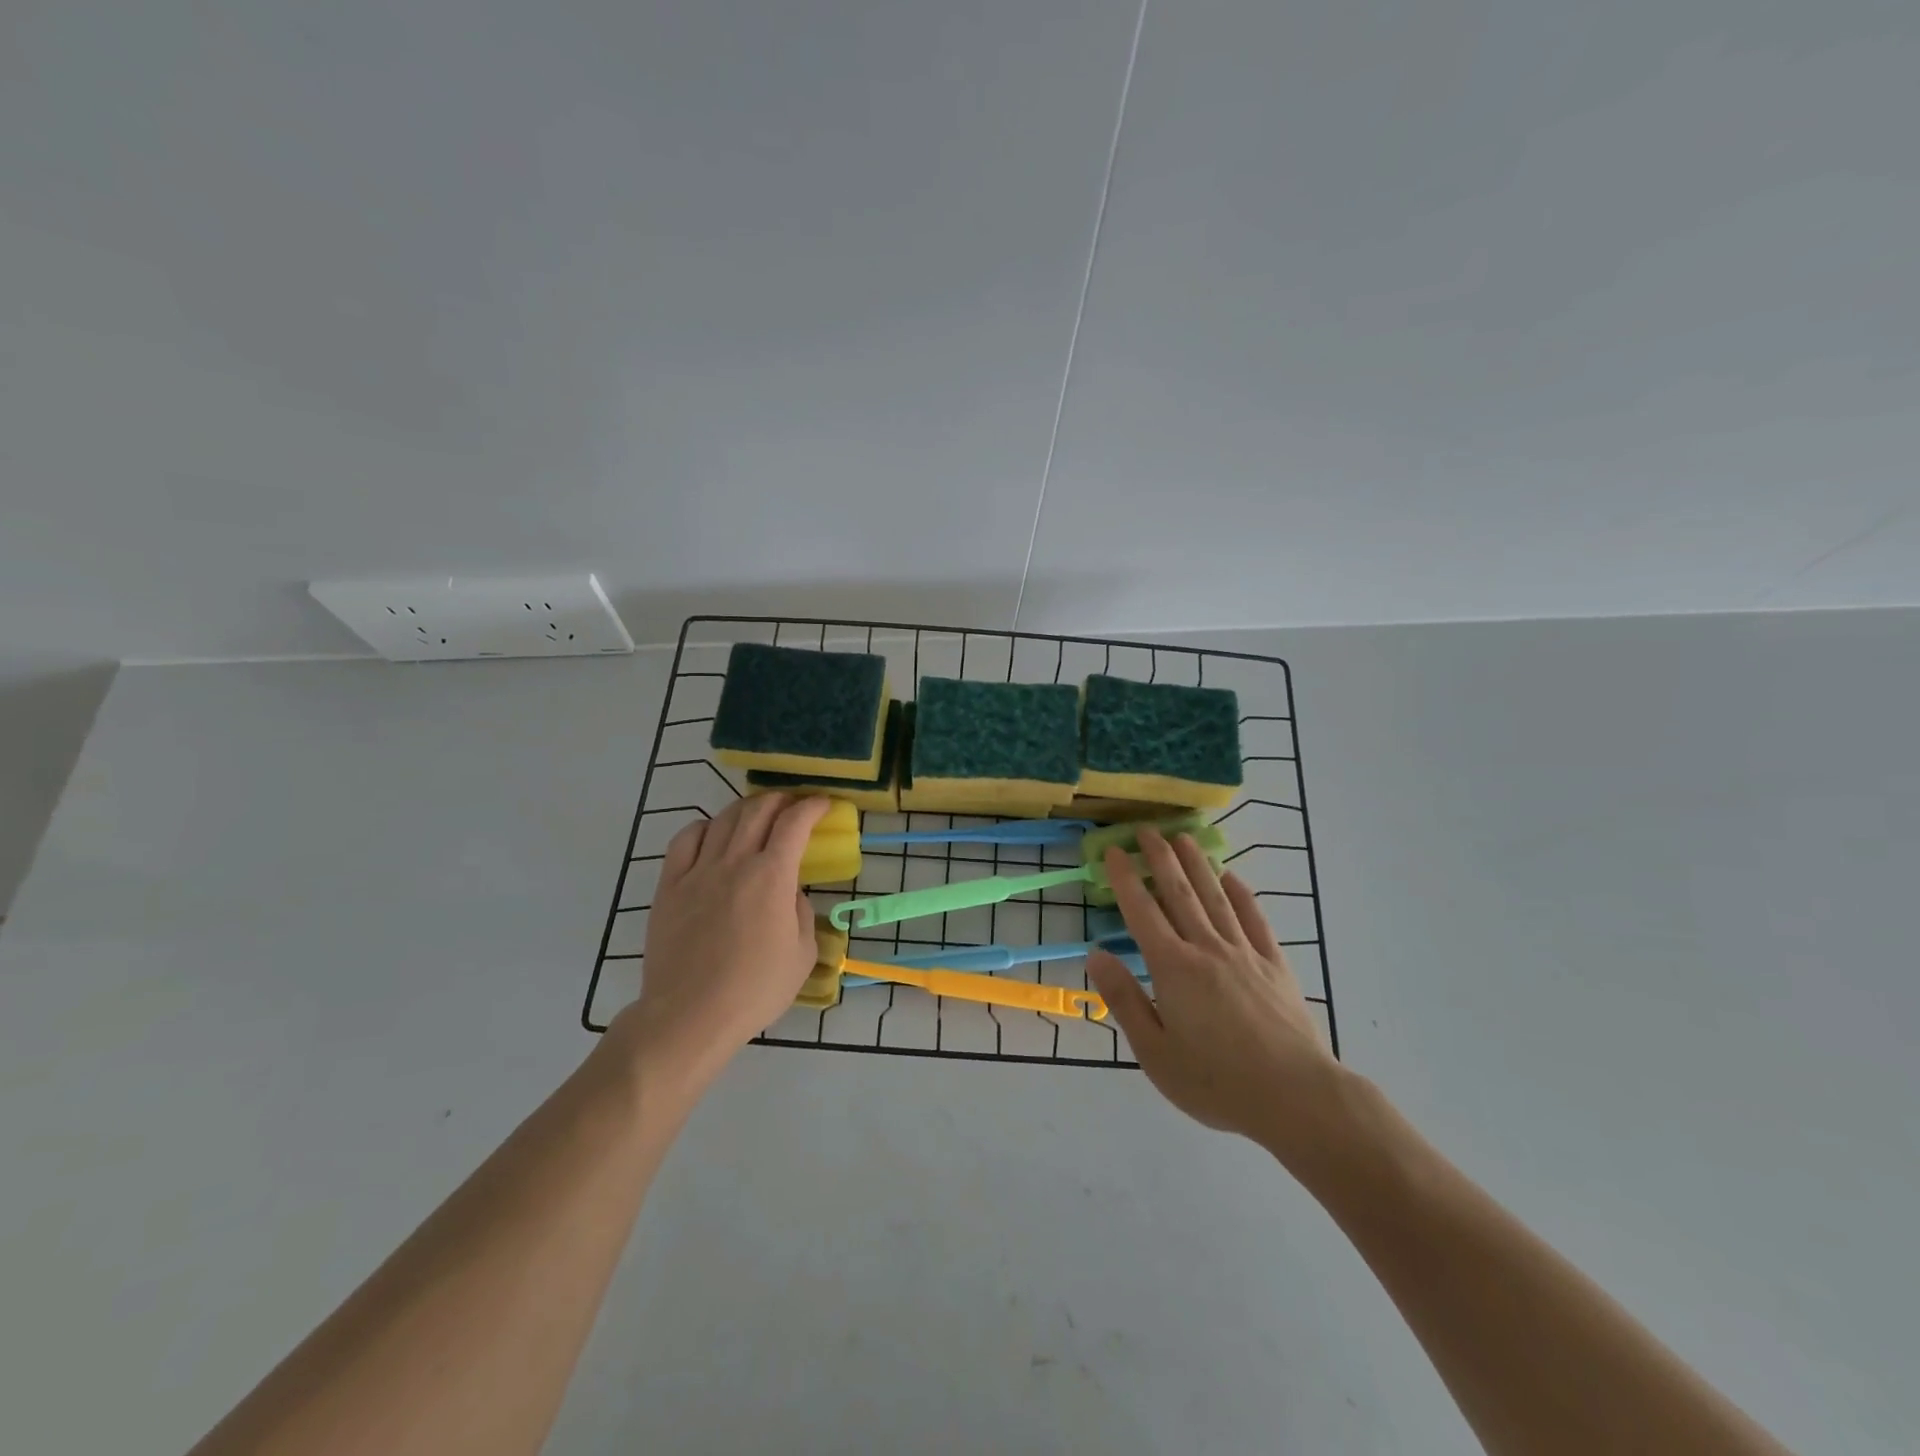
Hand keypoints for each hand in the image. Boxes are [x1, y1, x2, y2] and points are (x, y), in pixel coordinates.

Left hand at [618, 793, 830, 1088]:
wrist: (690, 1015)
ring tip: (757, 814)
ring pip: (723, 819)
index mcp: (772, 877)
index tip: (823, 804)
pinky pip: (685, 839)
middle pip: (758, 811)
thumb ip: (801, 912)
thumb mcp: (803, 954)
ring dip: (746, 808)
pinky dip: (704, 826)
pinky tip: (713, 833)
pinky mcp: (669, 886)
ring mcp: (698, 871)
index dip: (812, 806)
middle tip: (793, 805)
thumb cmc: (755, 989)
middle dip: (781, 800)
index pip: (794, 823)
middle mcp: (735, 862)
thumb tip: (789, 892)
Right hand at [1086, 828, 1340, 1158]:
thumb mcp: (1155, 1052)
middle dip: (1161, 858)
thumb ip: (1125, 1000)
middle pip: (1180, 893)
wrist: (1296, 1097)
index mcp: (1173, 968)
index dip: (1126, 878)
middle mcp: (1207, 949)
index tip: (1115, 850)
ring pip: (1216, 898)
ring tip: (1184, 838)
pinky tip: (1233, 878)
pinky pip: (1255, 919)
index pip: (1142, 911)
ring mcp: (1245, 953)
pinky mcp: (1275, 965)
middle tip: (1147, 829)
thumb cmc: (1216, 1082)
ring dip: (1198, 865)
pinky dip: (1242, 894)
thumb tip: (1096, 954)